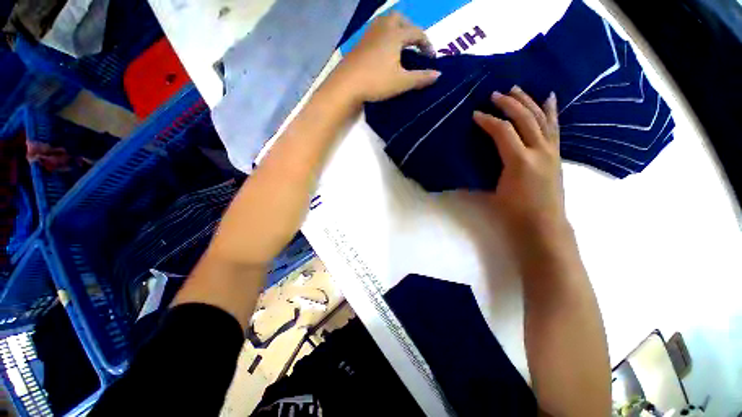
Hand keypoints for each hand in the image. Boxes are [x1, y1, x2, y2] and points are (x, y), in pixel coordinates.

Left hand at [329, 12, 440, 103]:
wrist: (346, 84)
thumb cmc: (376, 82)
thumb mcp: (401, 82)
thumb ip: (421, 78)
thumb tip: (438, 74)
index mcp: (395, 35)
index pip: (417, 33)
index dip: (427, 44)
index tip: (431, 58)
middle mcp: (383, 28)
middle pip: (400, 19)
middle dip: (411, 29)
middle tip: (414, 45)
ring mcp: (369, 34)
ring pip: (386, 23)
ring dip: (397, 30)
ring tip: (400, 46)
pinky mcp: (360, 43)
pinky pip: (376, 32)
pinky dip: (385, 36)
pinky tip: (384, 51)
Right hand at [473, 87, 568, 240]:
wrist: (543, 224)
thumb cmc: (514, 211)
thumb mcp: (495, 189)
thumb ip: (489, 167)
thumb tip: (477, 156)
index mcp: (520, 161)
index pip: (503, 132)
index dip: (488, 121)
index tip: (475, 114)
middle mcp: (539, 151)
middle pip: (524, 119)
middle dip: (509, 104)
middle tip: (495, 94)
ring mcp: (551, 151)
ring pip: (541, 118)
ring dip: (528, 101)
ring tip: (517, 89)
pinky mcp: (556, 154)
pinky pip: (554, 127)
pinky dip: (550, 111)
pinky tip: (548, 98)